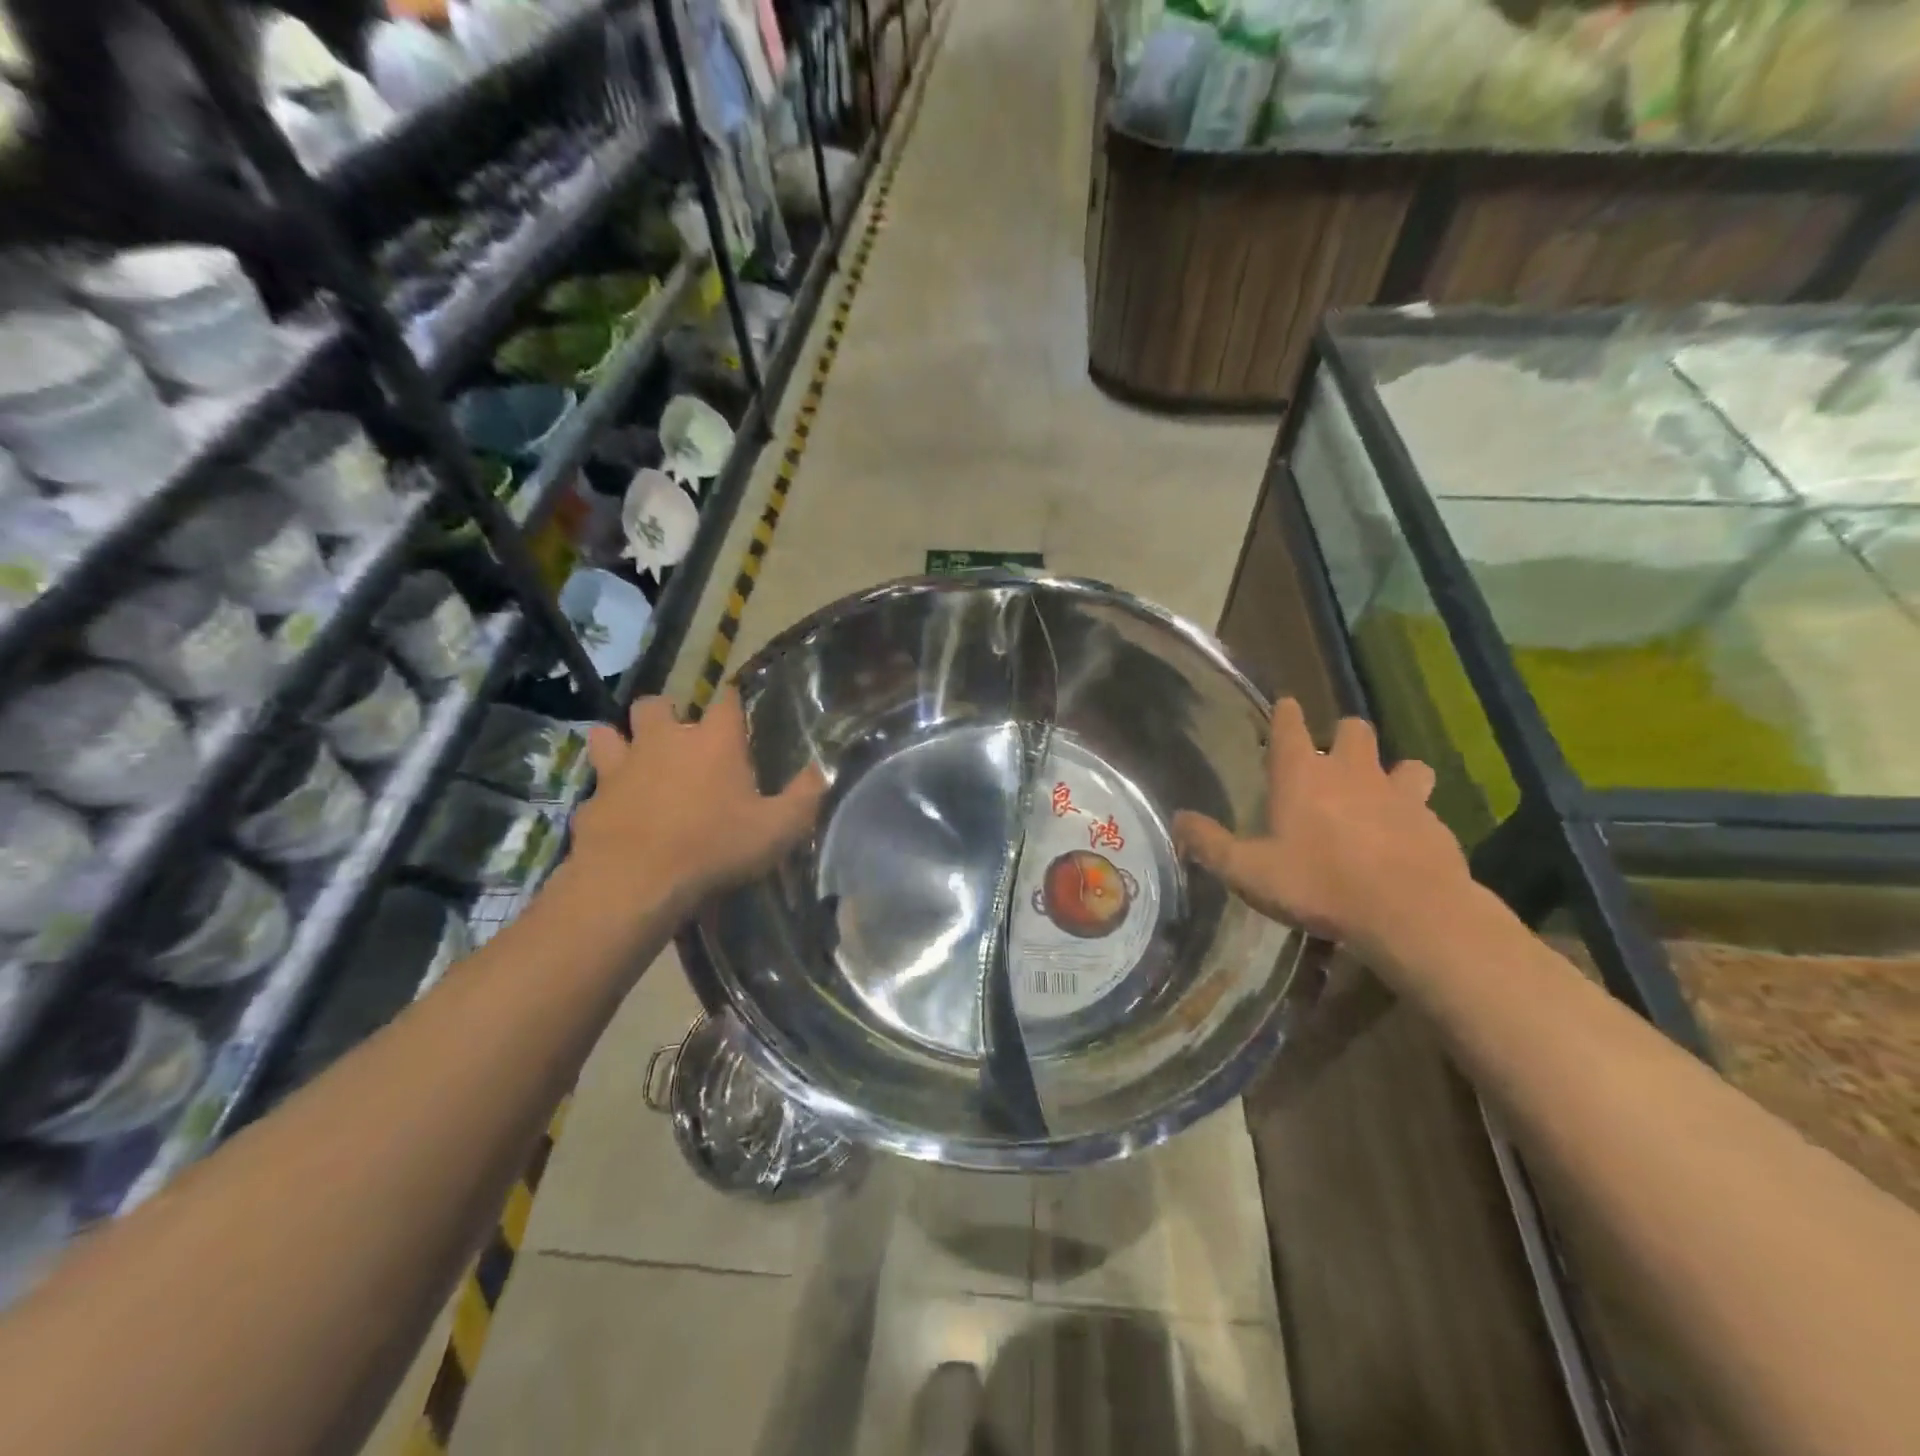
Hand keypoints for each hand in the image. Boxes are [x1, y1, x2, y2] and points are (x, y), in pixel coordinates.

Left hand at [573, 689, 825, 914]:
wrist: (636, 883)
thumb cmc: (715, 848)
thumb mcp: (778, 829)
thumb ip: (804, 797)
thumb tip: (820, 771)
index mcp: (713, 742)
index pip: (725, 700)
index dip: (732, 700)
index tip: (737, 711)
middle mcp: (663, 742)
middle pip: (655, 704)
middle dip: (665, 712)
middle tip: (678, 737)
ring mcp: (621, 769)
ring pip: (608, 735)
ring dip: (619, 742)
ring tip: (634, 762)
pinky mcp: (592, 802)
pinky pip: (595, 790)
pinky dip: (605, 798)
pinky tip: (615, 816)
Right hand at [1173, 700, 1468, 955]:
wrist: (1410, 912)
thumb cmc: (1319, 884)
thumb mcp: (1249, 871)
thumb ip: (1211, 844)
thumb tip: (1179, 820)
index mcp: (1302, 776)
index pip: (1290, 726)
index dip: (1286, 713)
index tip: (1286, 705)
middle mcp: (1352, 772)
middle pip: (1353, 731)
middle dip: (1343, 737)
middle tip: (1332, 759)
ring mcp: (1399, 794)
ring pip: (1402, 764)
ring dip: (1390, 772)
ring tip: (1379, 794)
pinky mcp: (1433, 822)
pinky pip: (1424, 806)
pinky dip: (1414, 815)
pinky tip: (1405, 839)